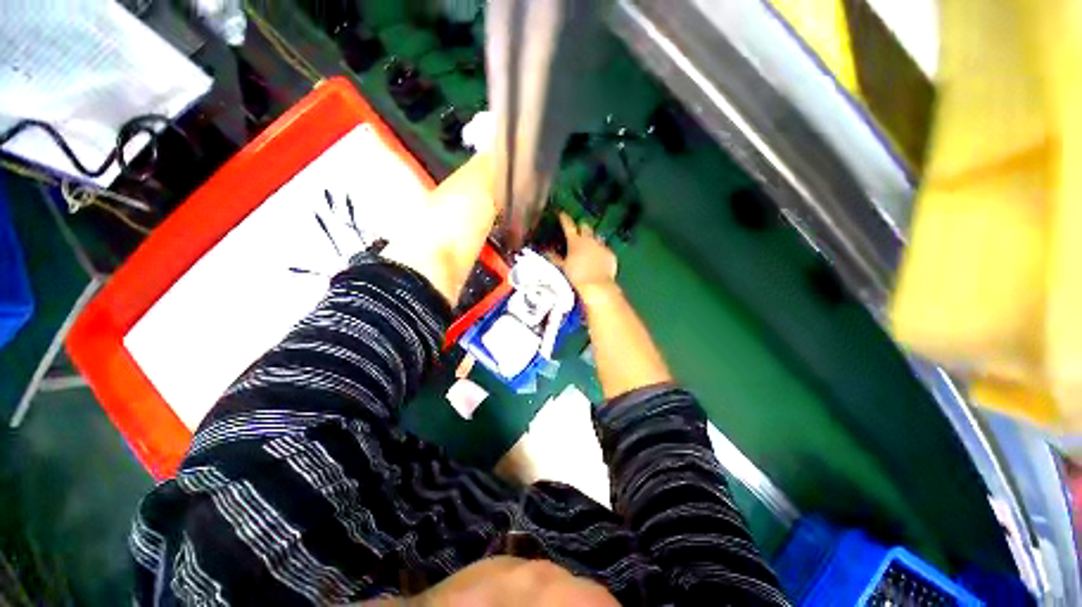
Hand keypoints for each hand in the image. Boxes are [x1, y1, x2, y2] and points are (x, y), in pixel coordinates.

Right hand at [550, 213, 617, 290]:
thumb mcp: (562, 267)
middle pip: (585, 227)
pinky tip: (598, 261)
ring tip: (589, 248)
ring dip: (592, 240)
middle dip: (581, 228)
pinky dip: (600, 253)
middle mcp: (590, 240)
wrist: (597, 287)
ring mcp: (602, 246)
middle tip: (578, 232)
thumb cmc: (576, 277)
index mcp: (575, 241)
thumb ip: (554, 257)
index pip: (568, 225)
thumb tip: (546, 251)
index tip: (561, 214)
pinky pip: (605, 250)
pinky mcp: (611, 255)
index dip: (564, 219)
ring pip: (597, 238)